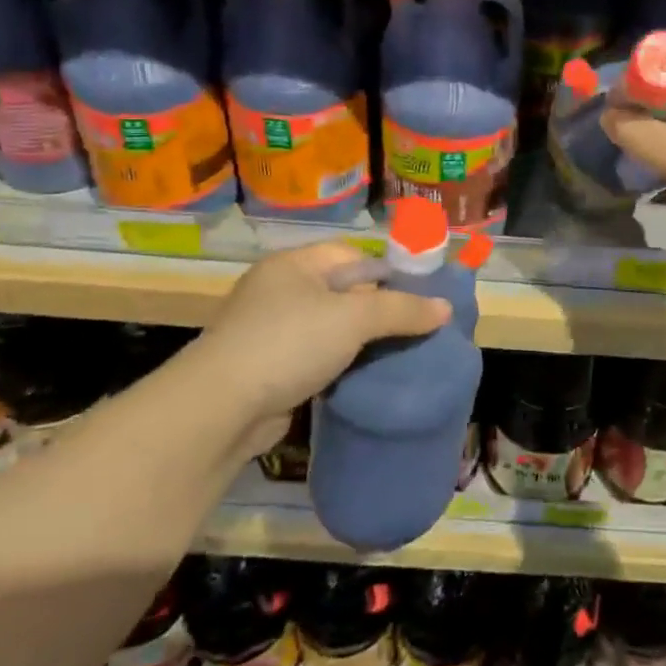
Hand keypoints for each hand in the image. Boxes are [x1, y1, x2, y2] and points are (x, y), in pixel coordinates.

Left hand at [176, 243, 450, 435]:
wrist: (220, 410)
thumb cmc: (288, 344)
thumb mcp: (354, 319)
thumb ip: (402, 310)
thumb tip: (445, 307)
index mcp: (294, 264)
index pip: (351, 255)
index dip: (386, 273)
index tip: (416, 299)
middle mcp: (279, 290)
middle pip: (342, 291)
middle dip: (377, 311)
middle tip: (412, 330)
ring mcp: (269, 330)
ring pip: (329, 328)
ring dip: (358, 342)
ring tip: (395, 357)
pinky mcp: (266, 368)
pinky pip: (314, 357)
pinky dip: (337, 365)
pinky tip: (361, 379)